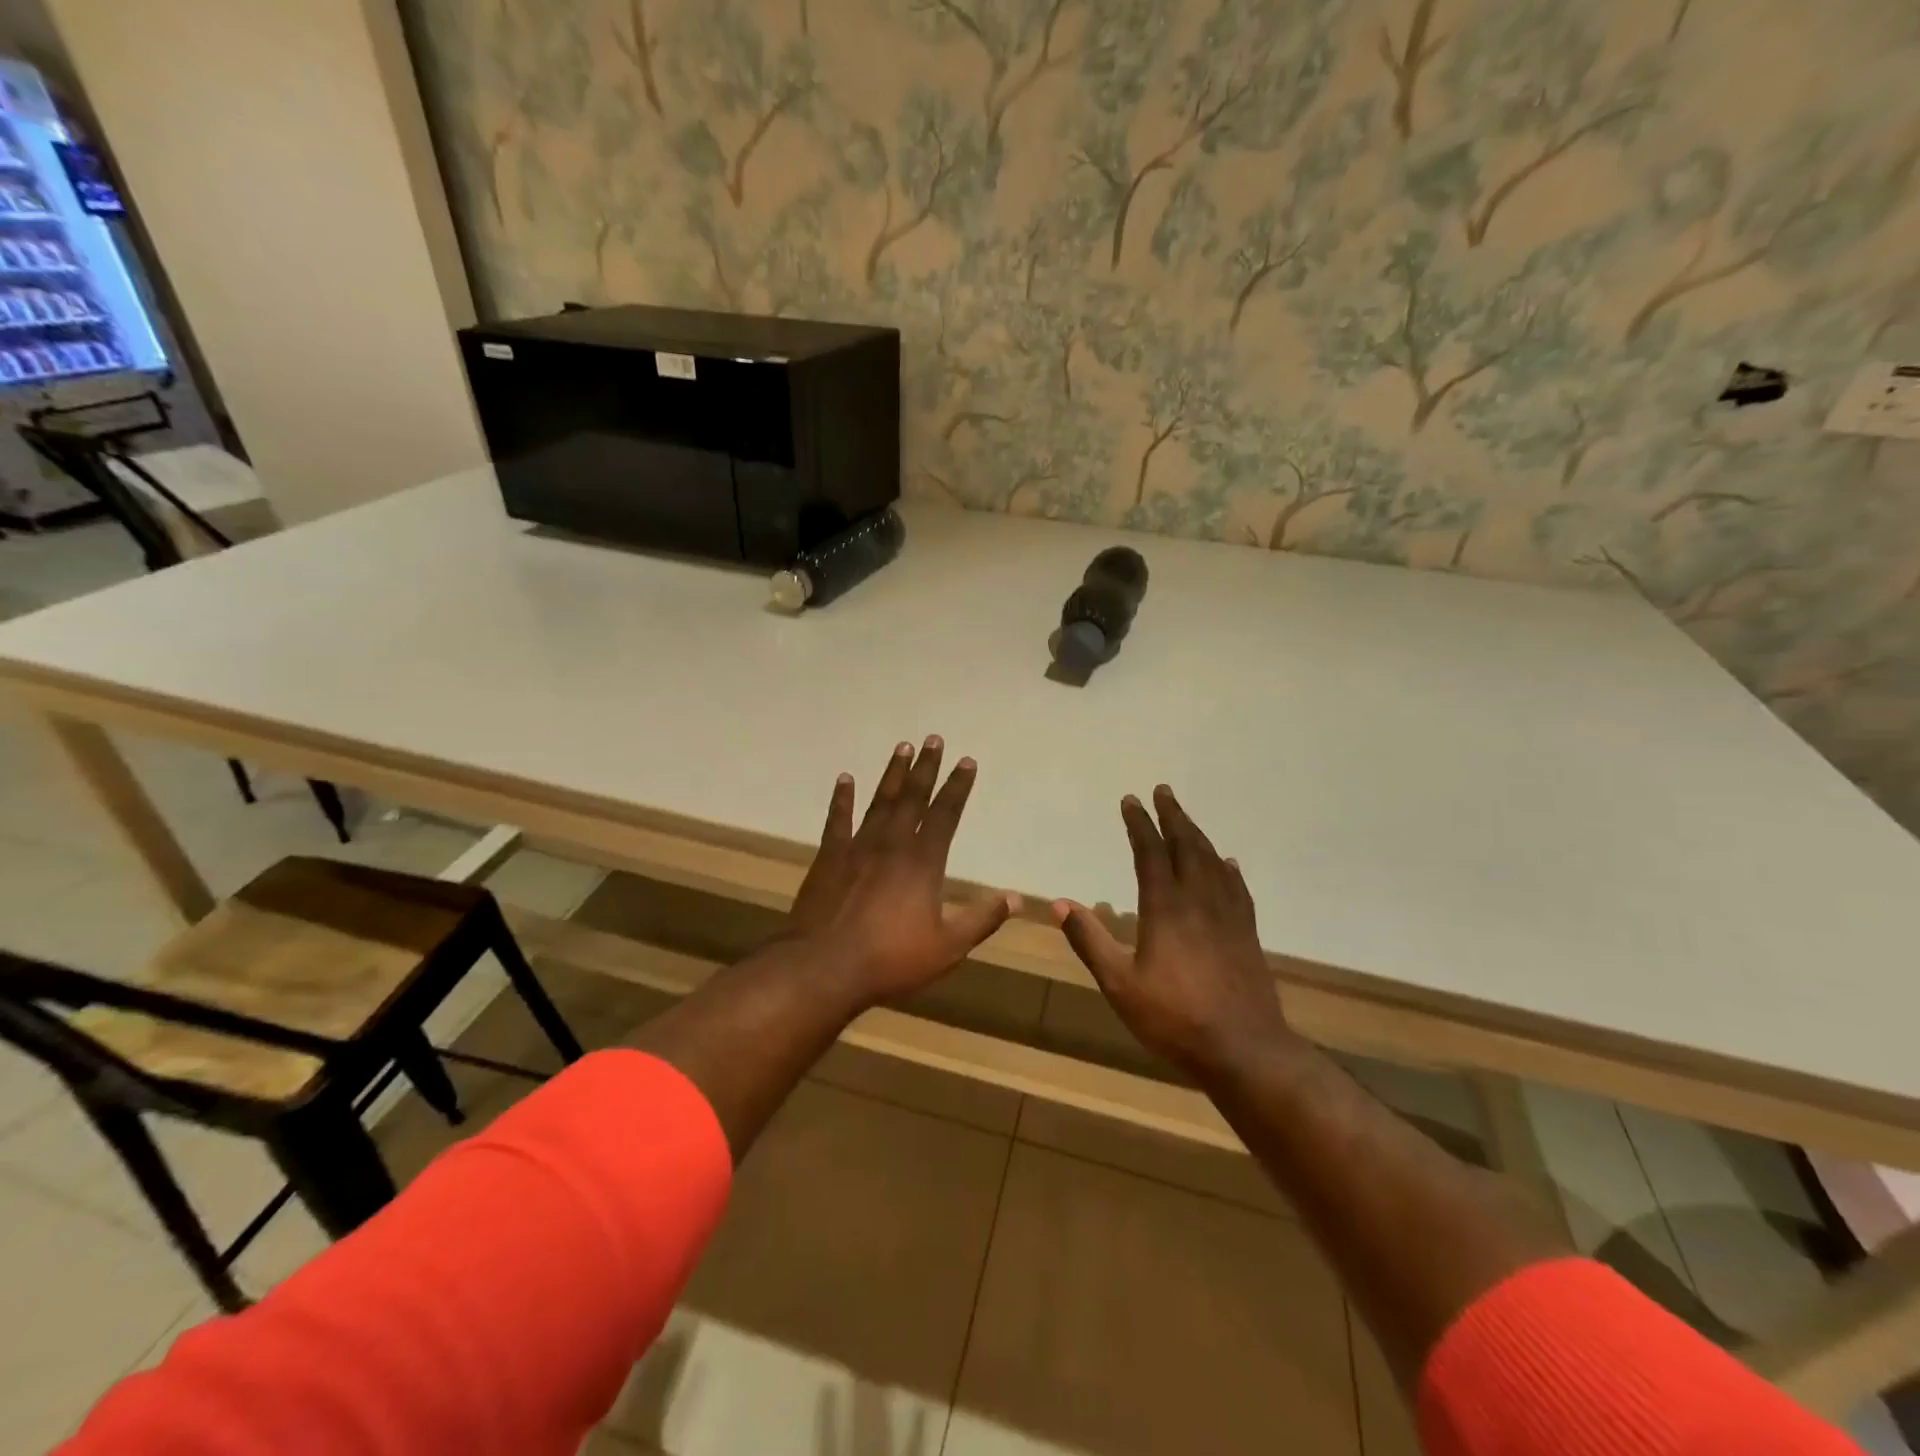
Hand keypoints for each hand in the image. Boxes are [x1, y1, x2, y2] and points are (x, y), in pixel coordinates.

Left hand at [785, 736, 1018, 1006]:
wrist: (824, 967)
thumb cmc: (890, 960)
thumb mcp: (947, 947)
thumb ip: (981, 920)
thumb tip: (1015, 898)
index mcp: (923, 863)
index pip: (945, 814)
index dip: (957, 787)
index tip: (966, 761)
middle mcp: (892, 844)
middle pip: (912, 797)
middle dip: (926, 768)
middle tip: (933, 739)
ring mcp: (857, 847)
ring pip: (879, 801)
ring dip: (892, 774)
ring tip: (902, 747)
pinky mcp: (829, 857)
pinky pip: (837, 820)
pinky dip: (842, 798)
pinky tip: (845, 779)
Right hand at [1053, 785, 1297, 1077]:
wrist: (1245, 1049)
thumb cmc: (1174, 1018)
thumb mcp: (1120, 985)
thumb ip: (1090, 941)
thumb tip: (1058, 904)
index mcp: (1165, 908)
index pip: (1150, 853)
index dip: (1139, 824)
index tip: (1130, 800)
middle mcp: (1199, 901)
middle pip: (1186, 846)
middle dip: (1172, 816)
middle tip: (1163, 791)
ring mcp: (1228, 916)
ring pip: (1212, 862)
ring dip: (1197, 834)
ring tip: (1186, 818)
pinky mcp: (1247, 933)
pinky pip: (1237, 888)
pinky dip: (1228, 869)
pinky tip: (1226, 863)